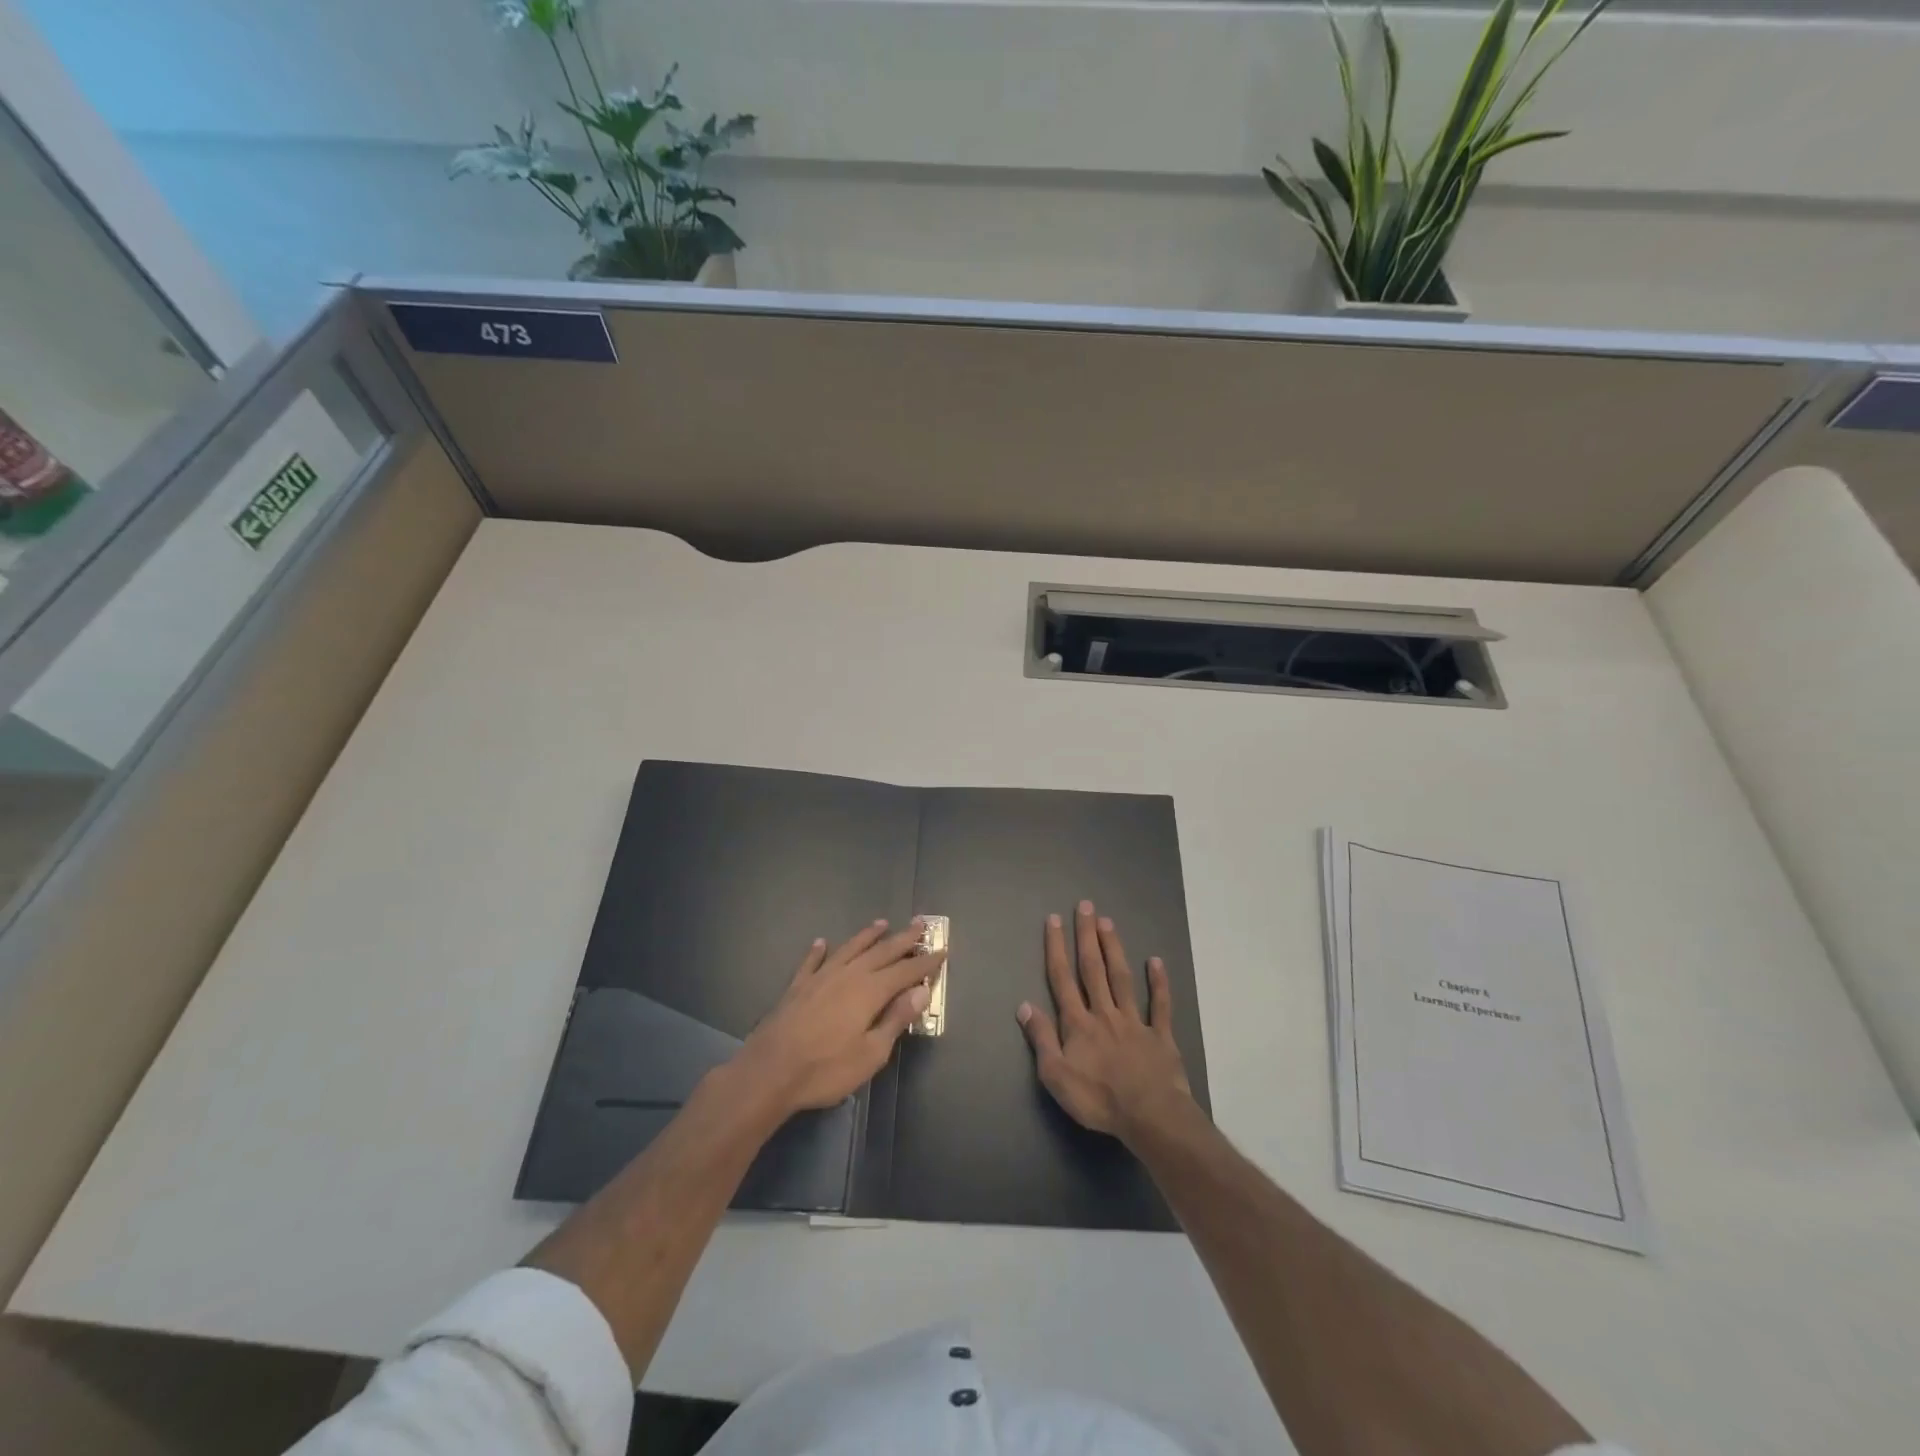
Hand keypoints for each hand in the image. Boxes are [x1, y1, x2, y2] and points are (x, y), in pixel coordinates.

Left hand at [737, 920, 940, 1115]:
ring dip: (867, 936)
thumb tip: (921, 991)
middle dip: (903, 939)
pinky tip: (821, 942)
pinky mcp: (797, 987)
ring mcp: (820, 977)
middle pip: (881, 952)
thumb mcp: (871, 1053)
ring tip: (881, 923)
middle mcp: (848, 975)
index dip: (925, 961)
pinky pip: (811, 962)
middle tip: (920, 924)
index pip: (905, 971)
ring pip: (850, 949)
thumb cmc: (826, 1069)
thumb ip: (896, 1019)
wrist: (769, 1071)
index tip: (942, 949)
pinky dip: (818, 951)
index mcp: (870, 991)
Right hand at [1017, 900, 1193, 1140]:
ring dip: (1113, 948)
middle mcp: (1104, 1013)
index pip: (1062, 979)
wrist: (1149, 1116)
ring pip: (1121, 978)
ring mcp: (1134, 1021)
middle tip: (1086, 906)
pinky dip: (1158, 982)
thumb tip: (1024, 1005)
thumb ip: (1041, 1038)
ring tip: (1108, 922)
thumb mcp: (1056, 1076)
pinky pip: (1160, 1004)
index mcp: (1078, 1023)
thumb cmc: (1098, 1099)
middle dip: (1086, 936)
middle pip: (1092, 968)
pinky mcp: (1160, 1035)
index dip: (1056, 948)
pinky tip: (1156, 961)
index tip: (1054, 920)